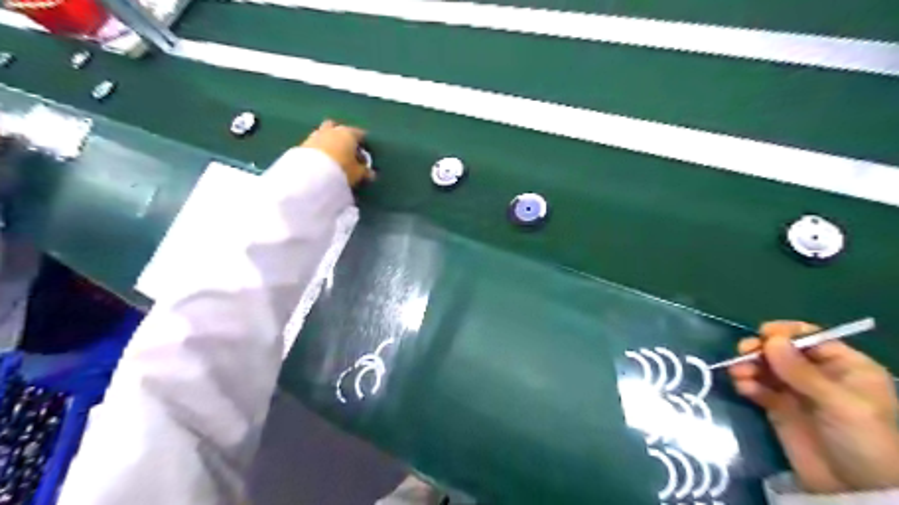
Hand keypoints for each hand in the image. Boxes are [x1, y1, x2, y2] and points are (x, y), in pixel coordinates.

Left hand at [300, 118, 374, 185]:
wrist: (311, 175)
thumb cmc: (341, 170)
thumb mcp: (357, 174)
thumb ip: (365, 171)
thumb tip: (371, 173)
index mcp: (348, 133)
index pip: (360, 134)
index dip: (364, 143)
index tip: (366, 153)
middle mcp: (331, 130)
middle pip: (338, 128)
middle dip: (343, 136)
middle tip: (348, 151)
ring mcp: (315, 136)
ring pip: (324, 134)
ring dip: (329, 142)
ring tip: (334, 158)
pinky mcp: (302, 145)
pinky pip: (314, 145)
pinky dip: (319, 150)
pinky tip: (322, 162)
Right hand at [729, 321, 898, 489]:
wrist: (855, 491)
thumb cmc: (863, 441)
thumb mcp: (840, 404)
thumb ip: (802, 371)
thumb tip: (770, 339)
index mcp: (845, 367)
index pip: (811, 339)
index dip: (786, 334)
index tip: (764, 335)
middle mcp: (818, 375)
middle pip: (782, 350)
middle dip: (761, 349)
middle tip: (744, 352)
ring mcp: (796, 391)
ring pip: (766, 367)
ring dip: (749, 365)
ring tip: (738, 374)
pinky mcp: (778, 408)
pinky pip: (757, 387)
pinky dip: (747, 384)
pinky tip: (742, 388)